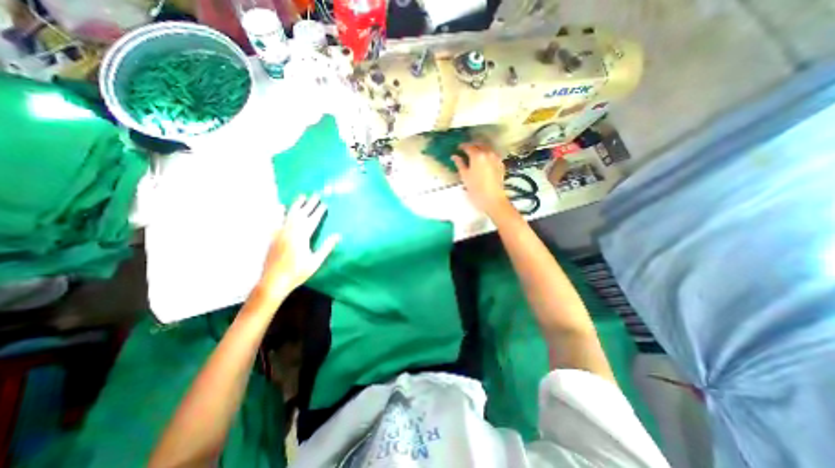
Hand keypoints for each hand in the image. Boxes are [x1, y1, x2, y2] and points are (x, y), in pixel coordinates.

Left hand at [260, 195, 340, 300]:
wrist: (273, 281)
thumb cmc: (297, 273)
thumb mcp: (315, 261)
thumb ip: (326, 247)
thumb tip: (338, 235)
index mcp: (302, 237)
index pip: (312, 220)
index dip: (319, 211)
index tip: (325, 203)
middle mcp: (290, 231)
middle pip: (301, 214)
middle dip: (310, 204)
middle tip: (316, 194)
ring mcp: (280, 233)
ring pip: (289, 215)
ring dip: (296, 205)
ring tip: (302, 196)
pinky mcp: (273, 237)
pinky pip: (276, 221)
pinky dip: (279, 213)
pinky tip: (281, 207)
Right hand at [454, 142, 511, 216]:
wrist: (492, 198)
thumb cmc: (476, 188)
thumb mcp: (465, 176)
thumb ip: (459, 164)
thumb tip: (454, 156)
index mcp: (477, 155)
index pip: (468, 146)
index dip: (462, 146)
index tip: (458, 148)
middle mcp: (488, 153)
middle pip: (479, 145)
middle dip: (472, 146)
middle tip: (466, 150)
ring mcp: (496, 157)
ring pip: (487, 148)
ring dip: (480, 149)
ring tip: (474, 155)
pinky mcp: (501, 164)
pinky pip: (493, 154)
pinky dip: (487, 154)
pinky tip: (483, 160)